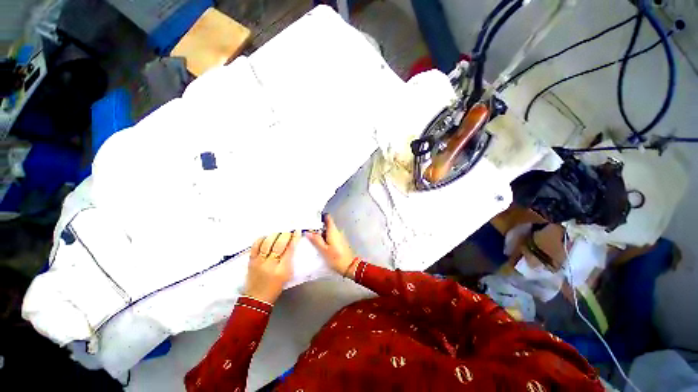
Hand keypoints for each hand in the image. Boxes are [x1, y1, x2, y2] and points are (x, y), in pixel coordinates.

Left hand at [244, 231, 299, 303]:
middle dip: (285, 235)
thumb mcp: (288, 274)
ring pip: (268, 242)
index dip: (294, 238)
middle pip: (279, 243)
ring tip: (279, 234)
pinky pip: (256, 245)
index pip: (290, 249)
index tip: (297, 231)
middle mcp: (270, 264)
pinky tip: (266, 237)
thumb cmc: (276, 286)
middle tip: (288, 232)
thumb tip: (292, 243)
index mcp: (282, 269)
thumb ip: (290, 259)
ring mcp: (259, 261)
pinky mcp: (251, 260)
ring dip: (275, 235)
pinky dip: (262, 238)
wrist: (257, 298)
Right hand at [306, 214, 355, 276]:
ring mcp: (340, 236)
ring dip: (321, 234)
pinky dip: (326, 238)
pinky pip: (331, 236)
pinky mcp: (341, 242)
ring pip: (329, 231)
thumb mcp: (323, 250)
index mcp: (333, 231)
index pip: (328, 218)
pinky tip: (320, 245)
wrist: (349, 266)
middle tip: (308, 231)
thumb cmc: (335, 258)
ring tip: (312, 239)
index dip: (321, 216)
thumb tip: (308, 232)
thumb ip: (316, 240)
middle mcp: (337, 231)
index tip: (313, 218)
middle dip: (318, 228)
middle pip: (327, 225)